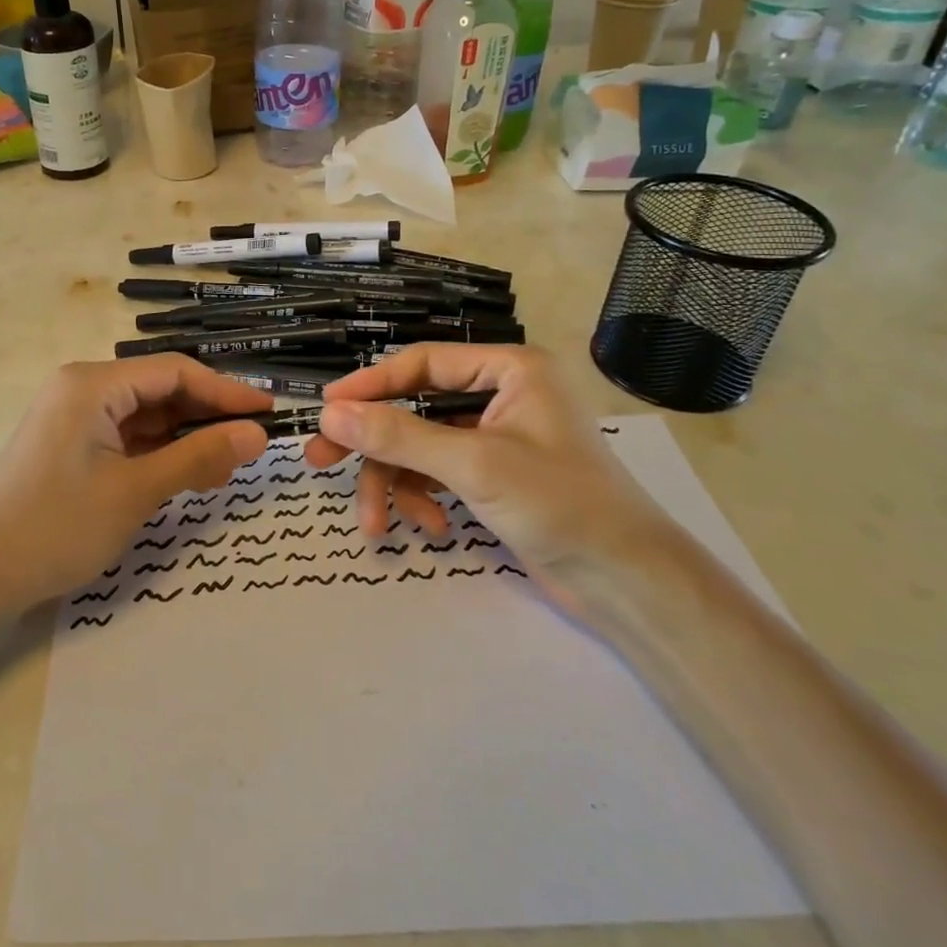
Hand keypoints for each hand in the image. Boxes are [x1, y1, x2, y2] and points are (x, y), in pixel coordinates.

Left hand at [0, 356, 270, 611]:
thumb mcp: (136, 491)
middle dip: (207, 417)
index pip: (175, 372)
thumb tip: (258, 434)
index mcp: (93, 383)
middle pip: (161, 391)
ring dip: (187, 439)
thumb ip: (199, 457)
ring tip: (226, 469)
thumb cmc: (56, 527)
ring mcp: (76, 417)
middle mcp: (83, 388)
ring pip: (148, 417)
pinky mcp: (73, 445)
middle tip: (252, 447)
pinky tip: (189, 475)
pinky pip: (129, 438)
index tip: (269, 413)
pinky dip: (160, 454)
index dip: (226, 391)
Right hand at [302, 344, 686, 610]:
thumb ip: (398, 436)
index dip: (371, 384)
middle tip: (320, 461)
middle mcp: (502, 394)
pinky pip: (439, 473)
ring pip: (421, 447)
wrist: (626, 583)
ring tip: (376, 524)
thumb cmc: (560, 504)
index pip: (423, 363)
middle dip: (372, 442)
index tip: (326, 409)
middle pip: (415, 407)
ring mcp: (496, 437)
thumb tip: (329, 414)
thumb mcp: (472, 464)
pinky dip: (424, 499)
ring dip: (395, 484)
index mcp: (510, 369)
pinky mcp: (493, 475)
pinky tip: (429, 529)